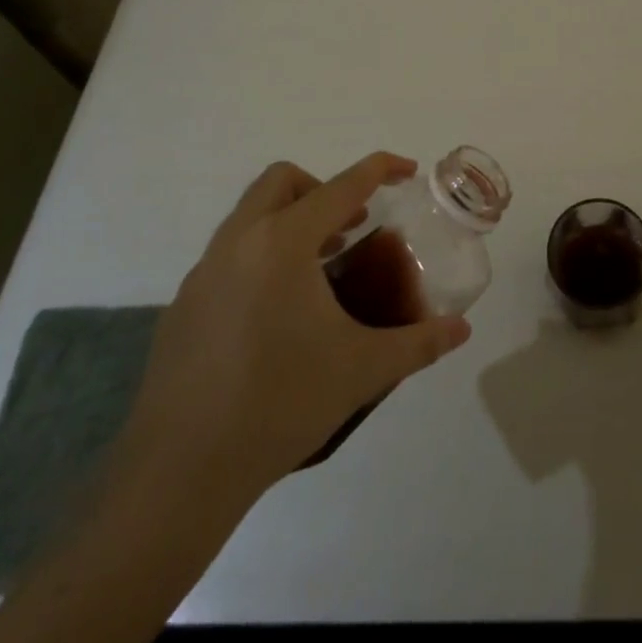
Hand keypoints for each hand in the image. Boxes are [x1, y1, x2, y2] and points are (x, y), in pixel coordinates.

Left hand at [111, 152, 471, 512]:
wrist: (180, 473)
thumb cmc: (280, 404)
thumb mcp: (363, 370)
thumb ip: (418, 343)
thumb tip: (461, 330)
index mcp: (283, 243)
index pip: (343, 186)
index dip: (380, 169)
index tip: (407, 170)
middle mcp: (238, 243)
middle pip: (282, 181)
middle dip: (323, 189)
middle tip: (352, 227)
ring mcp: (203, 273)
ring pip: (250, 216)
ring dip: (291, 222)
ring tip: (321, 269)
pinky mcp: (182, 306)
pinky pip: (229, 256)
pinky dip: (261, 258)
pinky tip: (276, 315)